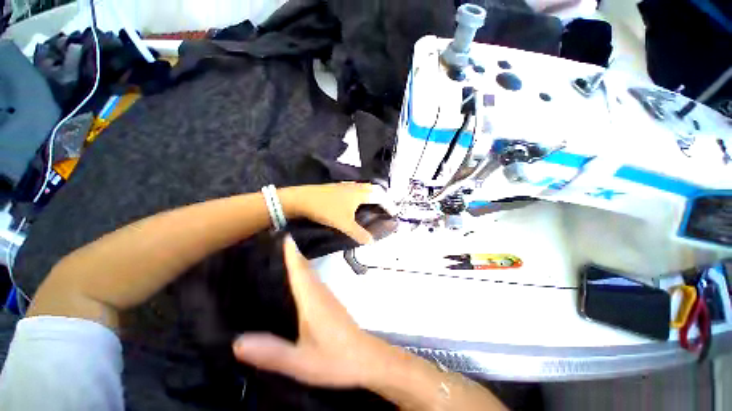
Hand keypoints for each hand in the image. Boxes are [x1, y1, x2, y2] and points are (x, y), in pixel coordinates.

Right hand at [232, 237, 387, 387]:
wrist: (366, 359)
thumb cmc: (334, 360)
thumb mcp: (300, 362)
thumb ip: (272, 353)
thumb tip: (236, 342)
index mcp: (312, 300)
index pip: (300, 271)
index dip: (291, 253)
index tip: (283, 236)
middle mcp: (321, 292)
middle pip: (305, 268)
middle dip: (292, 253)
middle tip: (274, 242)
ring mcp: (328, 297)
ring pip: (311, 274)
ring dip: (298, 262)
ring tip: (281, 256)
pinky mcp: (330, 303)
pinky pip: (314, 282)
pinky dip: (304, 274)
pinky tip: (296, 281)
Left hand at [281, 183, 394, 244]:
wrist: (302, 199)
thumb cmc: (326, 210)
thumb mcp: (344, 224)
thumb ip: (359, 233)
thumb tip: (371, 242)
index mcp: (360, 194)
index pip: (380, 196)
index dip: (388, 204)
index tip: (393, 213)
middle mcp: (355, 187)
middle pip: (373, 189)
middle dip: (381, 197)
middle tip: (384, 208)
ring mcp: (345, 186)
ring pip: (363, 188)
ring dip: (371, 195)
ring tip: (372, 206)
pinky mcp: (337, 187)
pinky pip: (355, 189)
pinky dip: (361, 195)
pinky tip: (355, 203)